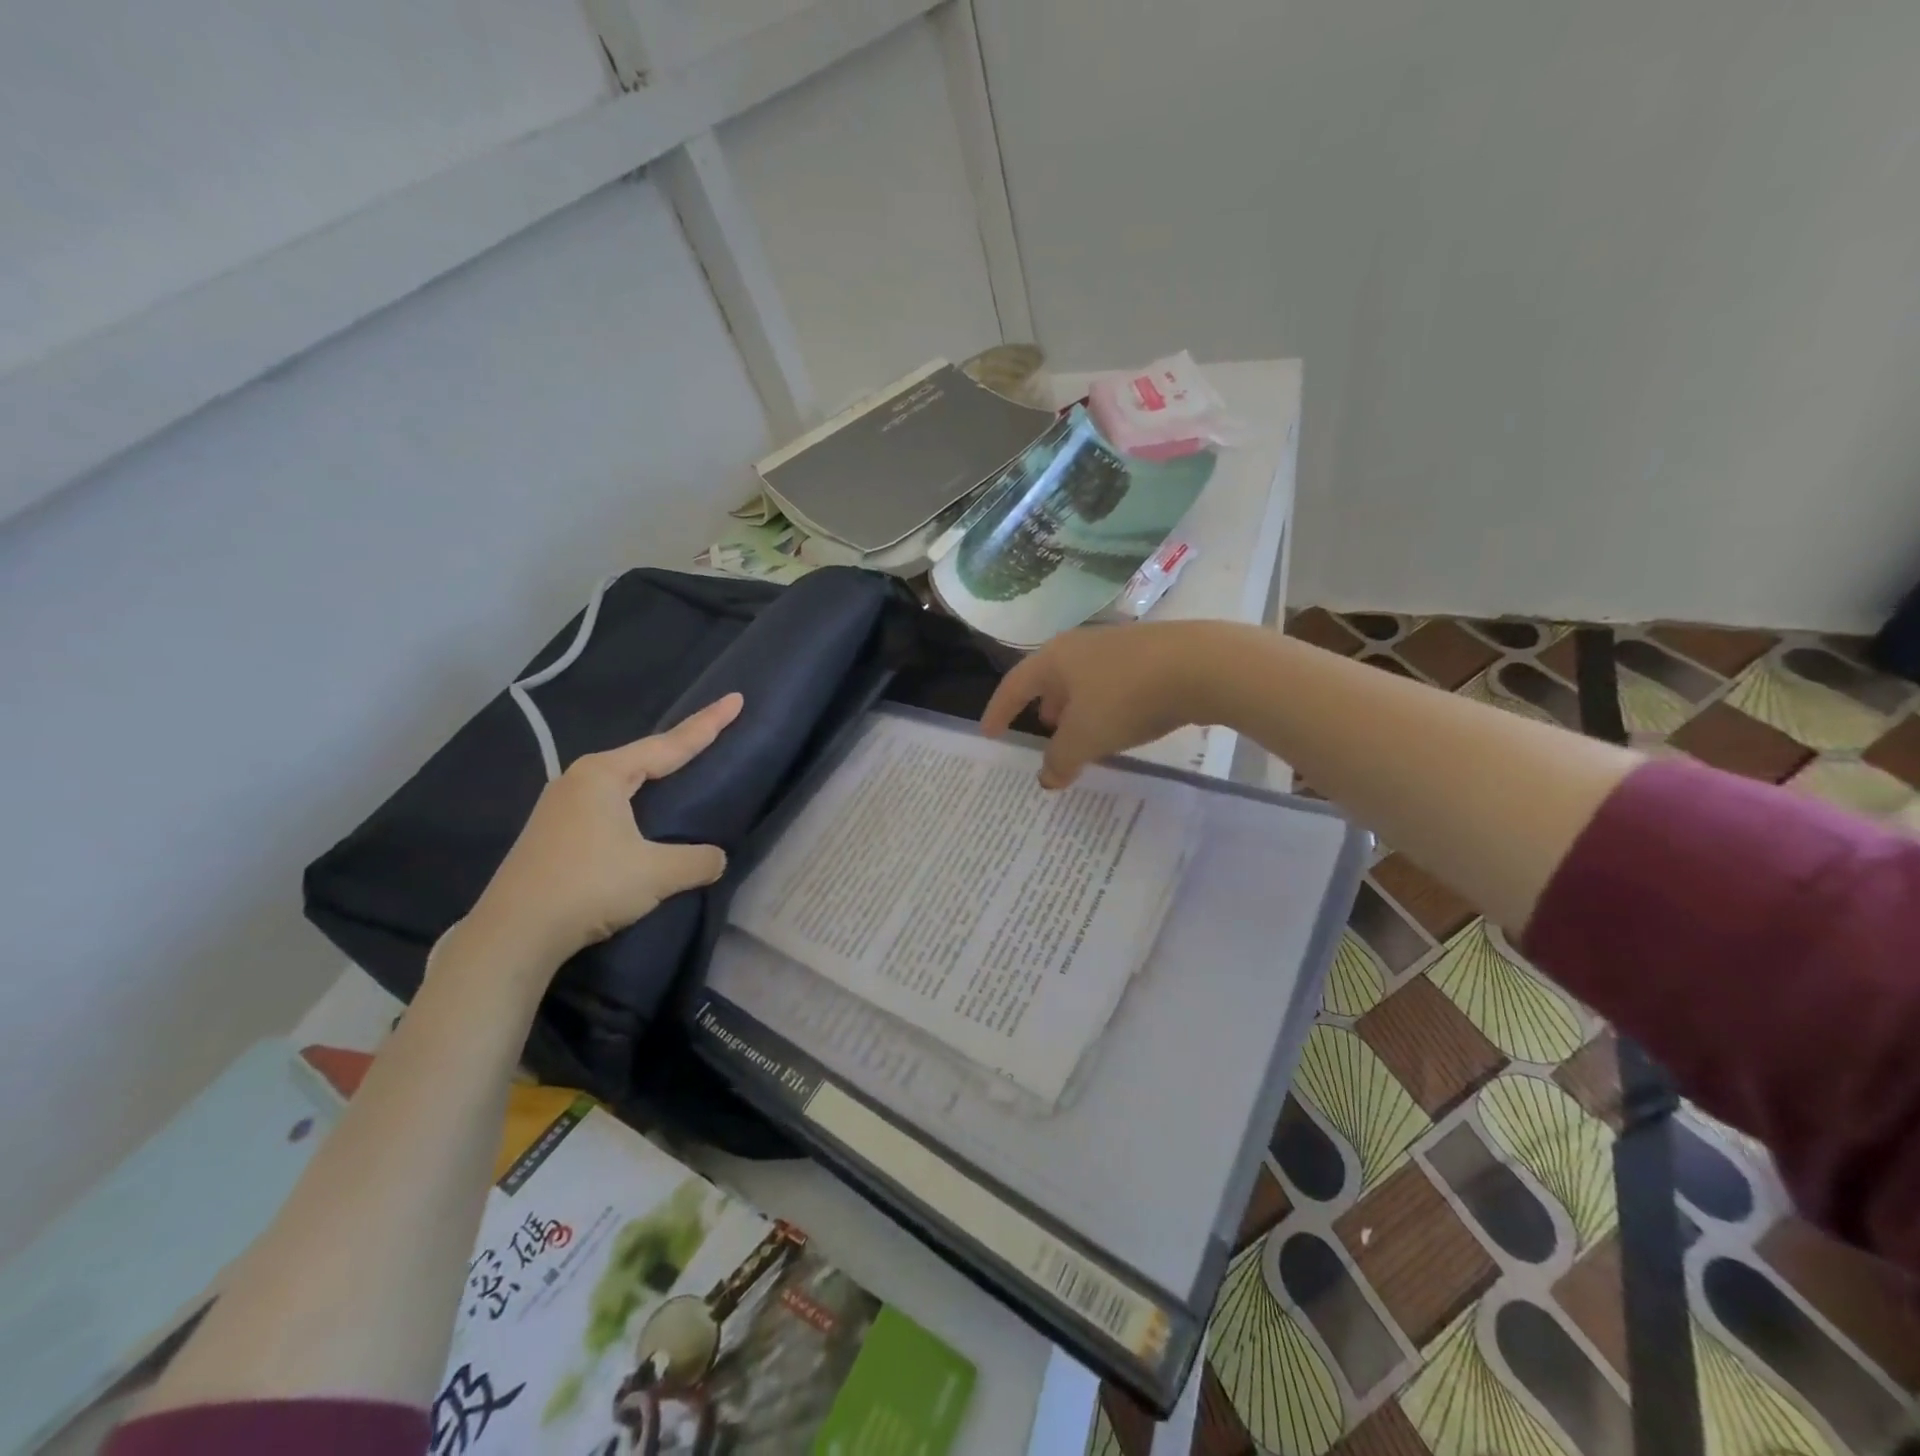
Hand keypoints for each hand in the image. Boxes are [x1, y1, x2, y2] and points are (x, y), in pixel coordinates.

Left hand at [456, 693, 744, 976]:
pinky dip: (635, 802)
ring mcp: (560, 807)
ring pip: (622, 782)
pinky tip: (641, 816)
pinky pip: (607, 804)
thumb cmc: (589, 887)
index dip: (707, 724)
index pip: (670, 745)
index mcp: (605, 775)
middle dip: (679, 746)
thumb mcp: (658, 873)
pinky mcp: (553, 834)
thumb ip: (698, 860)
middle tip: (714, 732)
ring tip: (681, 771)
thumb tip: (716, 859)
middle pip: (643, 757)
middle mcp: (579, 780)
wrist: (513, 935)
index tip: (735, 699)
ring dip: (653, 776)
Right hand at [982, 622, 1218, 787]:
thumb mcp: (1085, 738)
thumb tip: (1047, 778)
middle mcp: (1082, 645)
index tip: (989, 734)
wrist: (1202, 665)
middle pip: (1052, 678)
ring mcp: (1119, 647)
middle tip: (1042, 731)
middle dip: (1044, 706)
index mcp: (1055, 659)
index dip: (999, 711)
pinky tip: (1121, 725)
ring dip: (1077, 708)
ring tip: (1081, 733)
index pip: (1014, 685)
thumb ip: (1060, 760)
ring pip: (1086, 681)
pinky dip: (1106, 707)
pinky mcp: (1153, 656)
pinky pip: (1115, 685)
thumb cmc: (1126, 698)